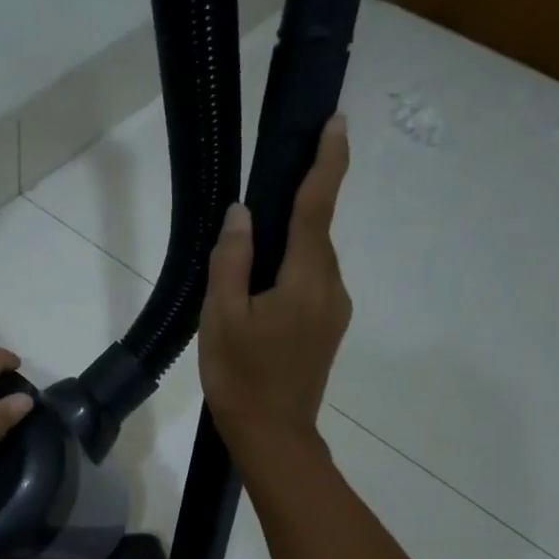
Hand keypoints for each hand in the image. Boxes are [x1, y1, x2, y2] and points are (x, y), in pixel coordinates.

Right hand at [200, 114, 351, 463]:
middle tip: (256, 212)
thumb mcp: (222, 317)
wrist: (272, 436)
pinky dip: (290, 275)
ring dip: (287, 250)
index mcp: (306, 279)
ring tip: (245, 267)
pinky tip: (260, 296)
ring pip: (311, 263)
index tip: (336, 122)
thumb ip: (232, 260)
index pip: (317, 208)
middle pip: (314, 235)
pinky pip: (311, 286)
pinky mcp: (328, 330)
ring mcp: (334, 311)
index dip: (327, 162)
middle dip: (295, 211)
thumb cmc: (241, 377)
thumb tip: (243, 213)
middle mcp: (331, 288)